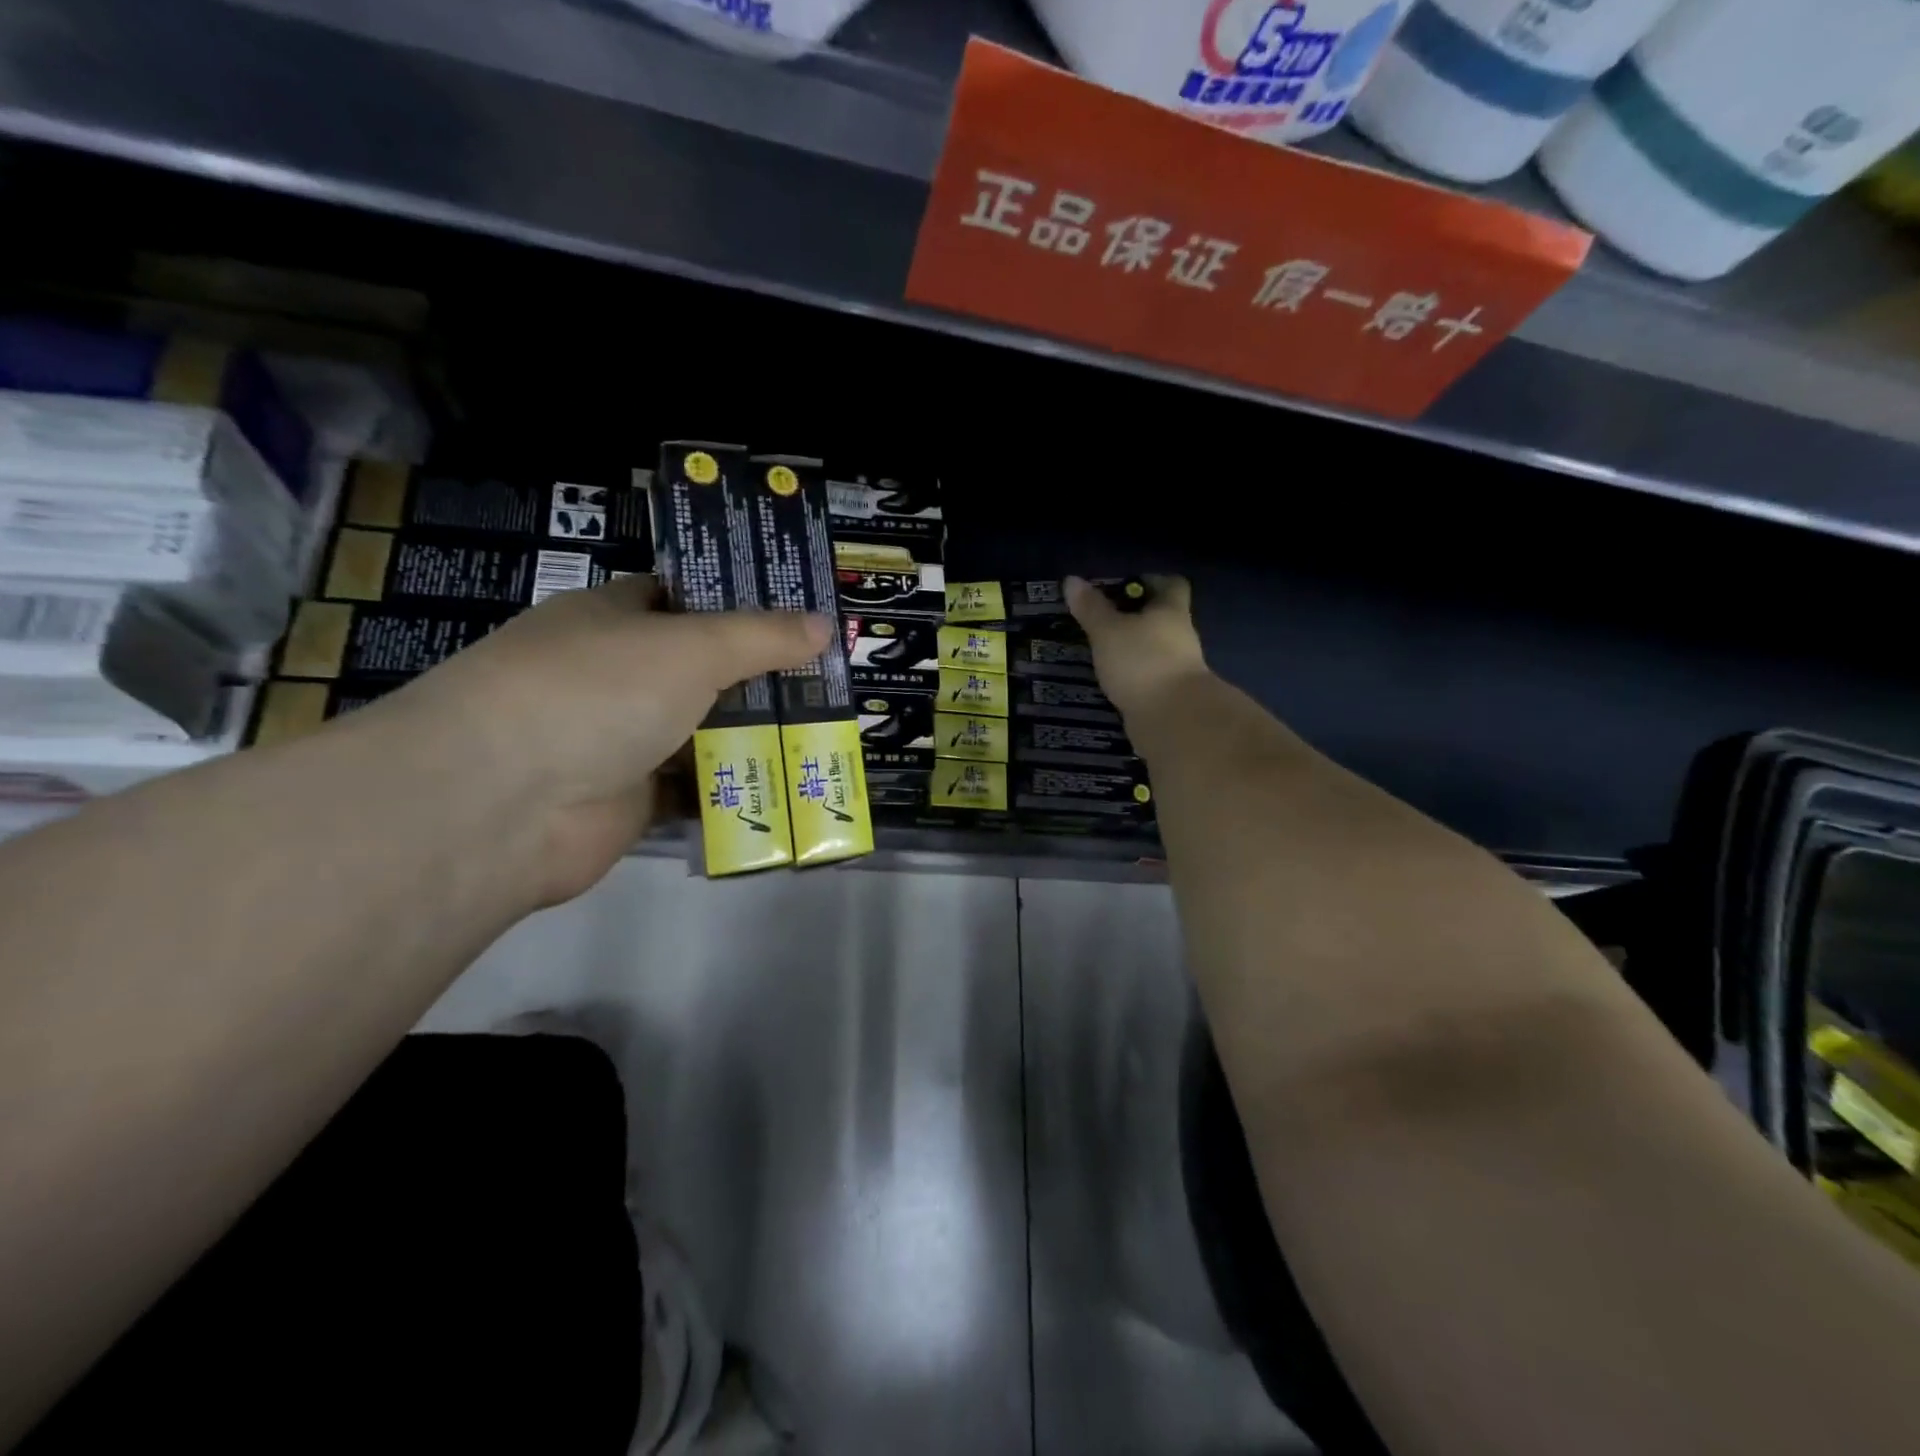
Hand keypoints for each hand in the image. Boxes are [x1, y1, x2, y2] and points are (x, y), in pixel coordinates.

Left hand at [369, 576, 828, 905]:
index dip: (742, 603)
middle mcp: (617, 674)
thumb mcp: (691, 647)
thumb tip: (824, 623)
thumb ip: (761, 636)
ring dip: (755, 735)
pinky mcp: (630, 798)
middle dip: (763, 676)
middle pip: (704, 669)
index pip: (686, 598)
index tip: (802, 615)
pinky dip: (734, 787)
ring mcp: (621, 737)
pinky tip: (788, 784)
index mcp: (616, 617)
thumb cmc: (597, 691)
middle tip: (832, 681)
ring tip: (826, 733)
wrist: (504, 803)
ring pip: (703, 730)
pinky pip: (695, 787)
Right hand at [1066, 574, 1209, 735]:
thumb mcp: (1108, 631)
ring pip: (1153, 650)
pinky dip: (1132, 676)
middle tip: (1102, 618)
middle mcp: (1180, 636)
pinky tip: (1110, 679)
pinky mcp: (1169, 696)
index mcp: (1171, 611)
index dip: (1151, 580)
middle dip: (1135, 617)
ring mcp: (1177, 669)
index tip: (1125, 585)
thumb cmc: (1142, 661)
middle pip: (1161, 618)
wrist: (1173, 719)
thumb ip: (1091, 608)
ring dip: (1132, 649)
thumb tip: (1071, 580)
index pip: (1172, 585)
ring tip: (1100, 650)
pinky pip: (1148, 677)